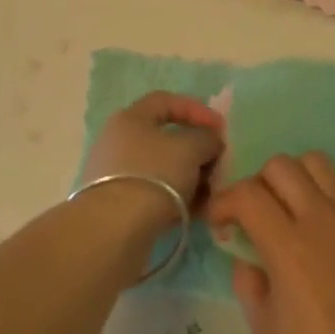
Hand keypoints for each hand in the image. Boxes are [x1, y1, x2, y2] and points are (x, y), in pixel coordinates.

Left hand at [80, 92, 223, 229]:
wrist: (114, 231)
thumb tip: (210, 141)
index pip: (167, 101)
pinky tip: (195, 212)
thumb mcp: (190, 148)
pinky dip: (176, 198)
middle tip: (217, 164)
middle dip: (196, 150)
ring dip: (189, 177)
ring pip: (162, 168)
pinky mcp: (119, 206)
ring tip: (211, 193)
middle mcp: (119, 141)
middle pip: (166, 138)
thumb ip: (206, 138)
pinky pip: (155, 193)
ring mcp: (117, 175)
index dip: (197, 110)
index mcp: (131, 118)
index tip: (220, 129)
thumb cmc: (154, 175)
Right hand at [207, 153, 334, 333]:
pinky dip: (321, 185)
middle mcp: (320, 219)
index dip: (224, 202)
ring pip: (314, 161)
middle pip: (279, 166)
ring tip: (287, 208)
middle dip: (256, 184)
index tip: (219, 222)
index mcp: (290, 249)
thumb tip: (243, 252)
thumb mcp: (266, 329)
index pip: (247, 195)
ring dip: (292, 176)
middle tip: (253, 215)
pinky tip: (317, 217)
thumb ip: (248, 281)